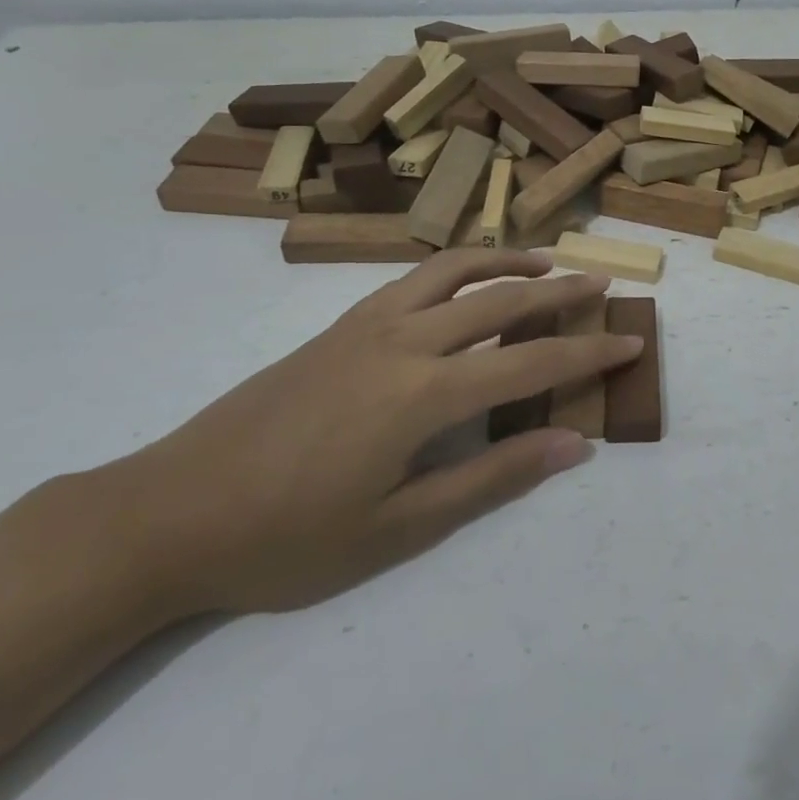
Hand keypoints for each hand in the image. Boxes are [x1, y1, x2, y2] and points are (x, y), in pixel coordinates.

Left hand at [101, 248, 638, 616]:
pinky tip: (465, 283)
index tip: (629, 343)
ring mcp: (366, 325)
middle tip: (602, 283)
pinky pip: (413, 279)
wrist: (169, 512)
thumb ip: (492, 478)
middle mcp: (403, 340)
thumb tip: (572, 444)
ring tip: (543, 261)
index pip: (531, 360)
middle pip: (501, 300)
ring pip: (453, 271)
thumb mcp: (399, 527)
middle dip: (559, 292)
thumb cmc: (288, 537)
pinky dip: (455, 268)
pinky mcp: (339, 326)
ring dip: (505, 261)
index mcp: (423, 393)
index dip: (586, 351)